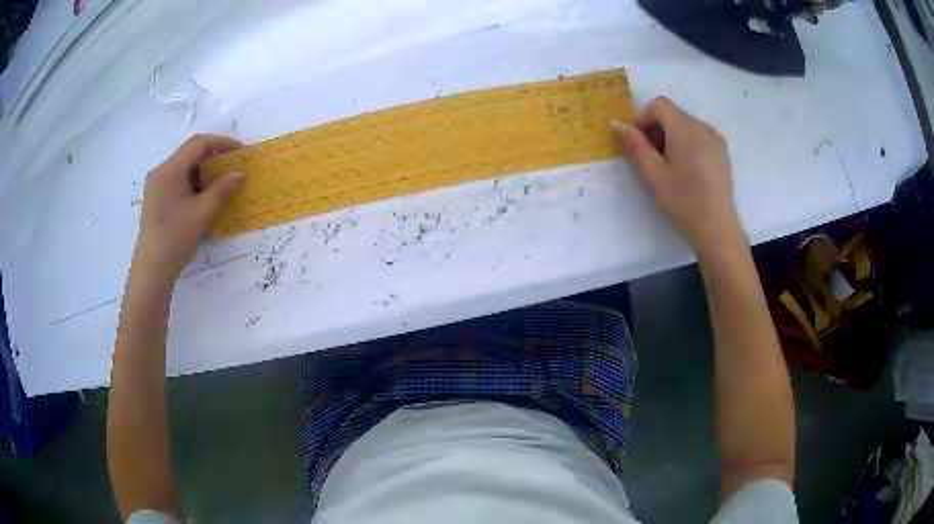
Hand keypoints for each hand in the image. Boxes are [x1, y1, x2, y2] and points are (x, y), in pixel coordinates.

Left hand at [131, 134, 244, 282]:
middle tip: (232, 169)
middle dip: (213, 159)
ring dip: (204, 173)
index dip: (221, 143)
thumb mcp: (202, 213)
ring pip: (184, 169)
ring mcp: (156, 186)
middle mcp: (161, 172)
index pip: (198, 144)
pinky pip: (178, 182)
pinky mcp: (156, 200)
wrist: (151, 271)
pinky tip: (202, 200)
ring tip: (220, 187)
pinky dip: (194, 185)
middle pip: (190, 155)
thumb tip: (240, 174)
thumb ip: (222, 190)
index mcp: (169, 170)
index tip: (240, 151)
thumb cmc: (175, 239)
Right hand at [614, 97, 745, 259]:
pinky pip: (698, 136)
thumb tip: (617, 123)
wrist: (717, 228)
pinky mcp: (721, 152)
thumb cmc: (683, 202)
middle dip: (656, 129)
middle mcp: (703, 127)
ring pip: (685, 125)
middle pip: (672, 114)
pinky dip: (686, 144)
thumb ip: (635, 145)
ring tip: (669, 167)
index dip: (643, 119)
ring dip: (670, 137)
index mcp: (686, 129)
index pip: (659, 105)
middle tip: (652, 159)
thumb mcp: (653, 174)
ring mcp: (715, 139)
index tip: (638, 144)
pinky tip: (686, 171)